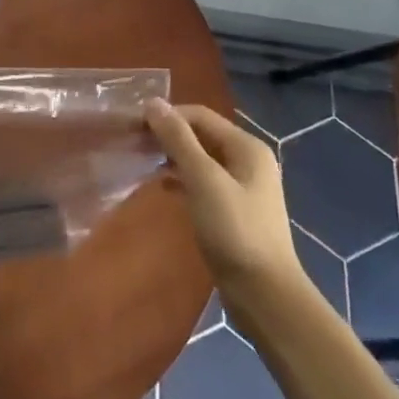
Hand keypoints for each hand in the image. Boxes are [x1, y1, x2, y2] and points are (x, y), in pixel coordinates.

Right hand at [148, 100, 302, 303]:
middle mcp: (248, 160)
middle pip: (201, 135)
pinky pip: (203, 182)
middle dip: (168, 136)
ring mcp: (243, 187)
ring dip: (172, 157)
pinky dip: (182, 179)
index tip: (133, 126)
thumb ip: (179, 140)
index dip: (167, 116)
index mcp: (247, 147)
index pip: (200, 116)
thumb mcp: (203, 180)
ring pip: (201, 159)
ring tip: (142, 162)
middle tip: (133, 143)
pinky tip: (162, 187)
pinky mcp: (234, 210)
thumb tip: (153, 103)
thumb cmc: (234, 231)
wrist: (265, 295)